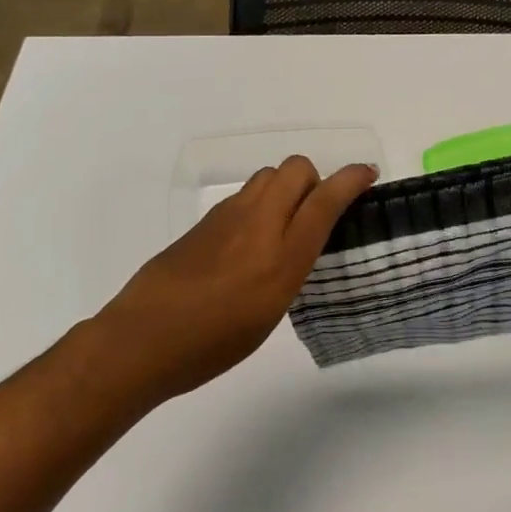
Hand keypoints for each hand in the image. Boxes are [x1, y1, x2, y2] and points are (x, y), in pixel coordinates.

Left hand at [95, 156, 375, 401]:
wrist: (143, 338)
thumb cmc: (212, 342)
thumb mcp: (270, 312)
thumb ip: (290, 268)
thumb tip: (298, 240)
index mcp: (282, 255)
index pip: (324, 201)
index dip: (351, 180)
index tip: (368, 173)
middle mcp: (259, 224)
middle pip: (297, 169)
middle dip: (316, 178)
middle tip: (316, 209)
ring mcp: (228, 216)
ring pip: (269, 175)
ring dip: (286, 186)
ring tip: (284, 222)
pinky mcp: (205, 220)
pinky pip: (245, 194)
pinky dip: (260, 202)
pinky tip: (250, 238)